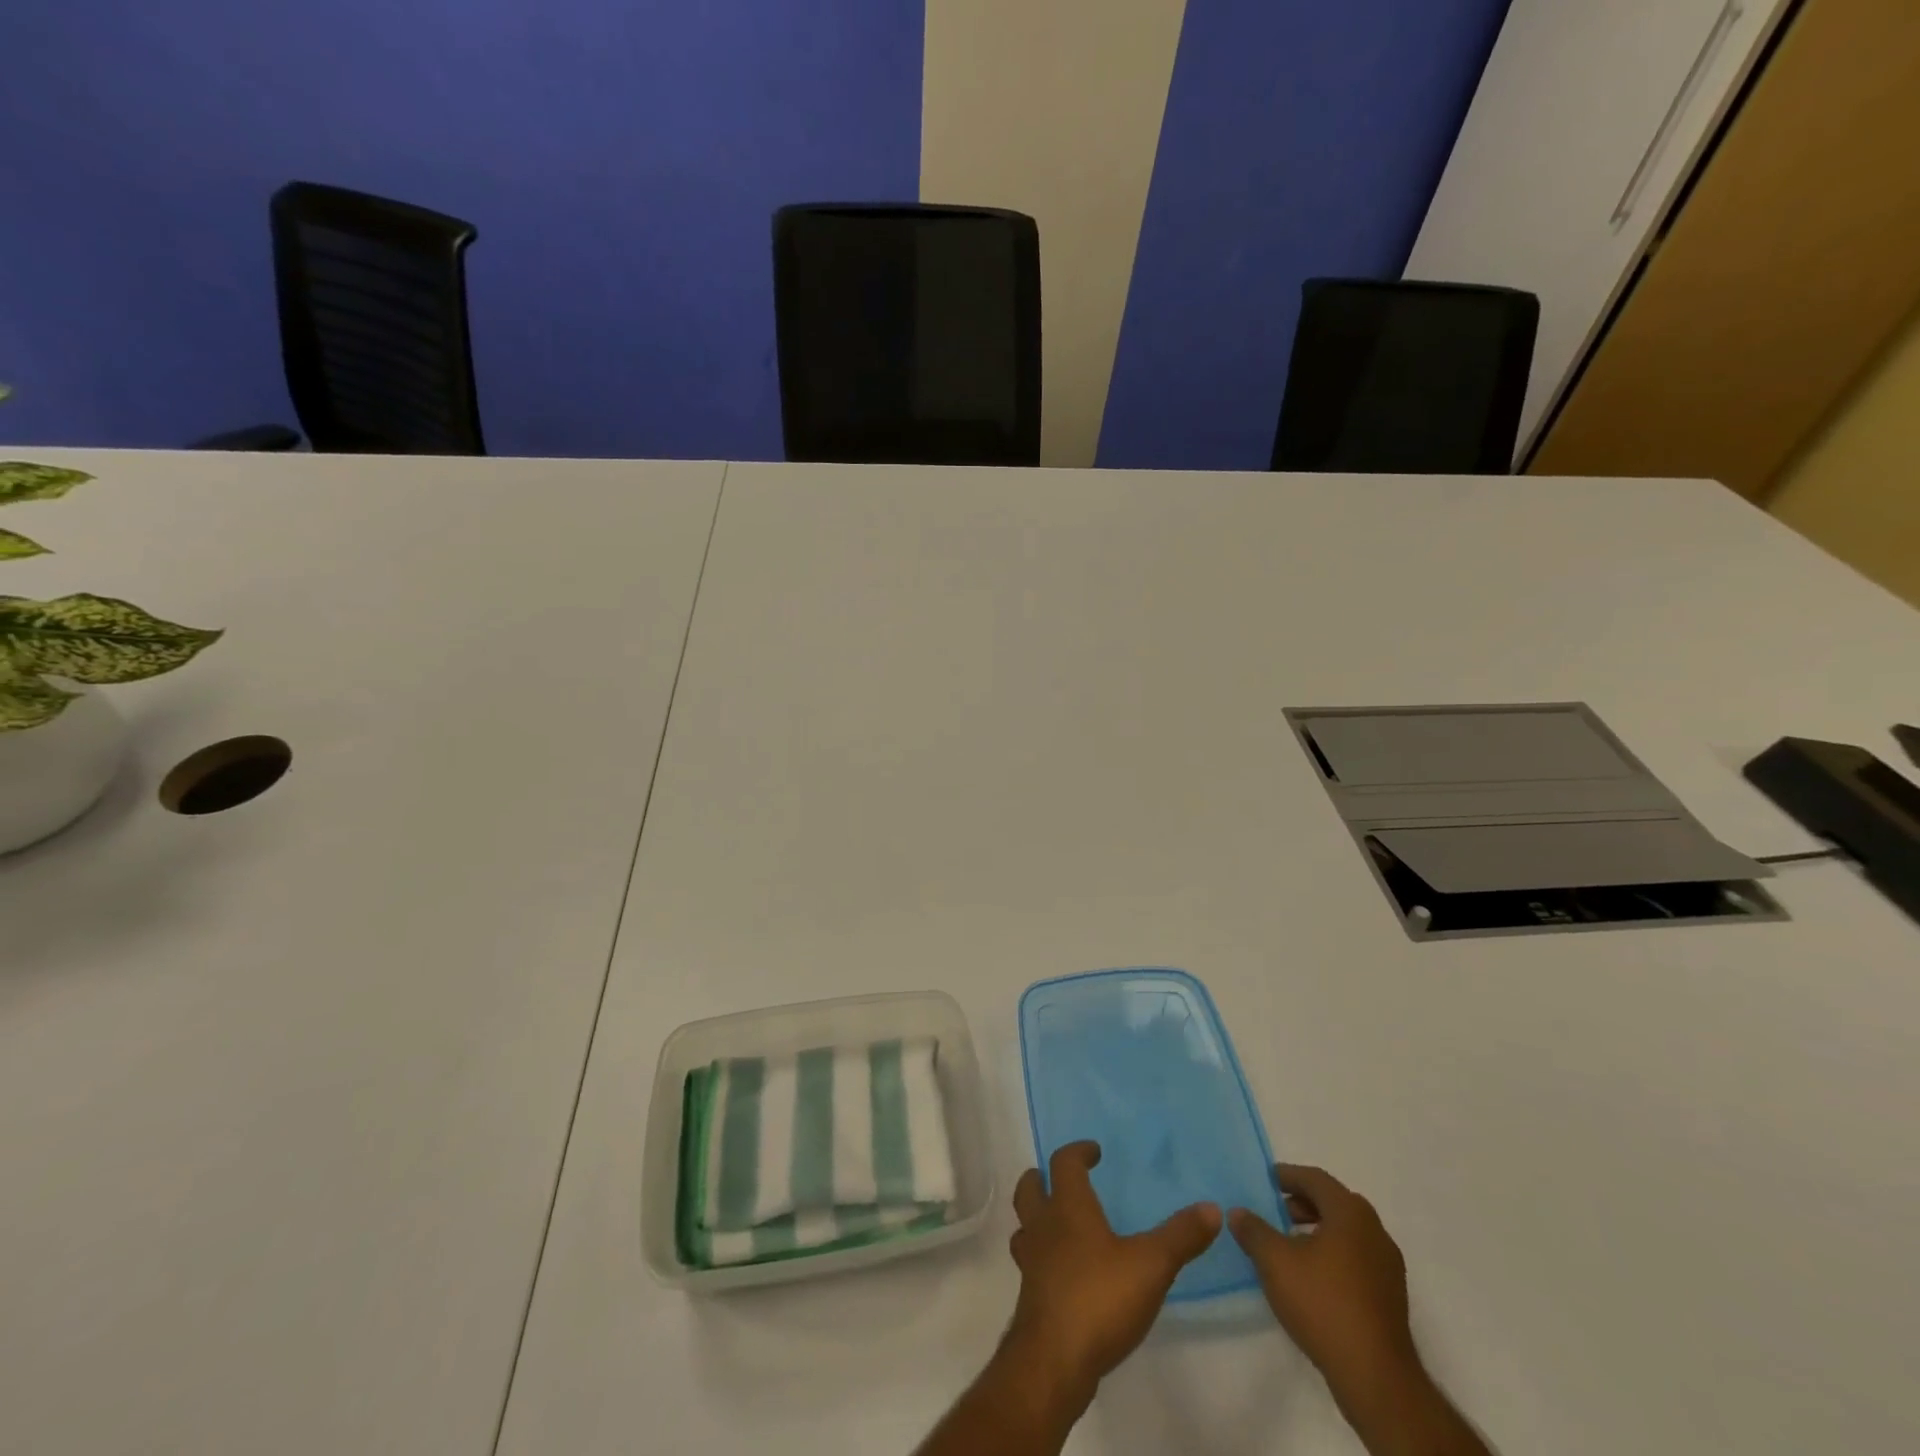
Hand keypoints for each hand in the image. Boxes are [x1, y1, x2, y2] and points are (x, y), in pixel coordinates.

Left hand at [1003, 1141, 1221, 1408]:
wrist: (1054, 1360)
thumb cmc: (1100, 1297)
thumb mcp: (1151, 1265)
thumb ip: (1180, 1236)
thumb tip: (1212, 1208)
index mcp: (1068, 1207)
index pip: (1064, 1163)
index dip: (1078, 1152)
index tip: (1093, 1151)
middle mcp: (1043, 1227)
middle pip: (1029, 1189)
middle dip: (1041, 1179)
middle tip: (1059, 1180)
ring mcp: (1032, 1263)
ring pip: (1024, 1227)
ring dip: (1036, 1219)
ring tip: (1056, 1224)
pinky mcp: (1031, 1297)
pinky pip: (1032, 1263)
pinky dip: (1043, 1258)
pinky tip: (1064, 1274)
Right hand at [1229, 1165, 1417, 1398]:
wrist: (1375, 1376)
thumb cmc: (1322, 1303)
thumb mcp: (1274, 1261)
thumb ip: (1253, 1230)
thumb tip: (1238, 1213)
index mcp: (1350, 1213)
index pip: (1316, 1179)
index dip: (1288, 1176)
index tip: (1266, 1180)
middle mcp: (1374, 1231)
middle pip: (1334, 1203)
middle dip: (1303, 1203)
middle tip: (1276, 1211)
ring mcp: (1388, 1266)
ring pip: (1348, 1233)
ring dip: (1318, 1230)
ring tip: (1290, 1246)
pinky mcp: (1390, 1296)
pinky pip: (1357, 1259)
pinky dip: (1334, 1255)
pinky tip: (1312, 1277)